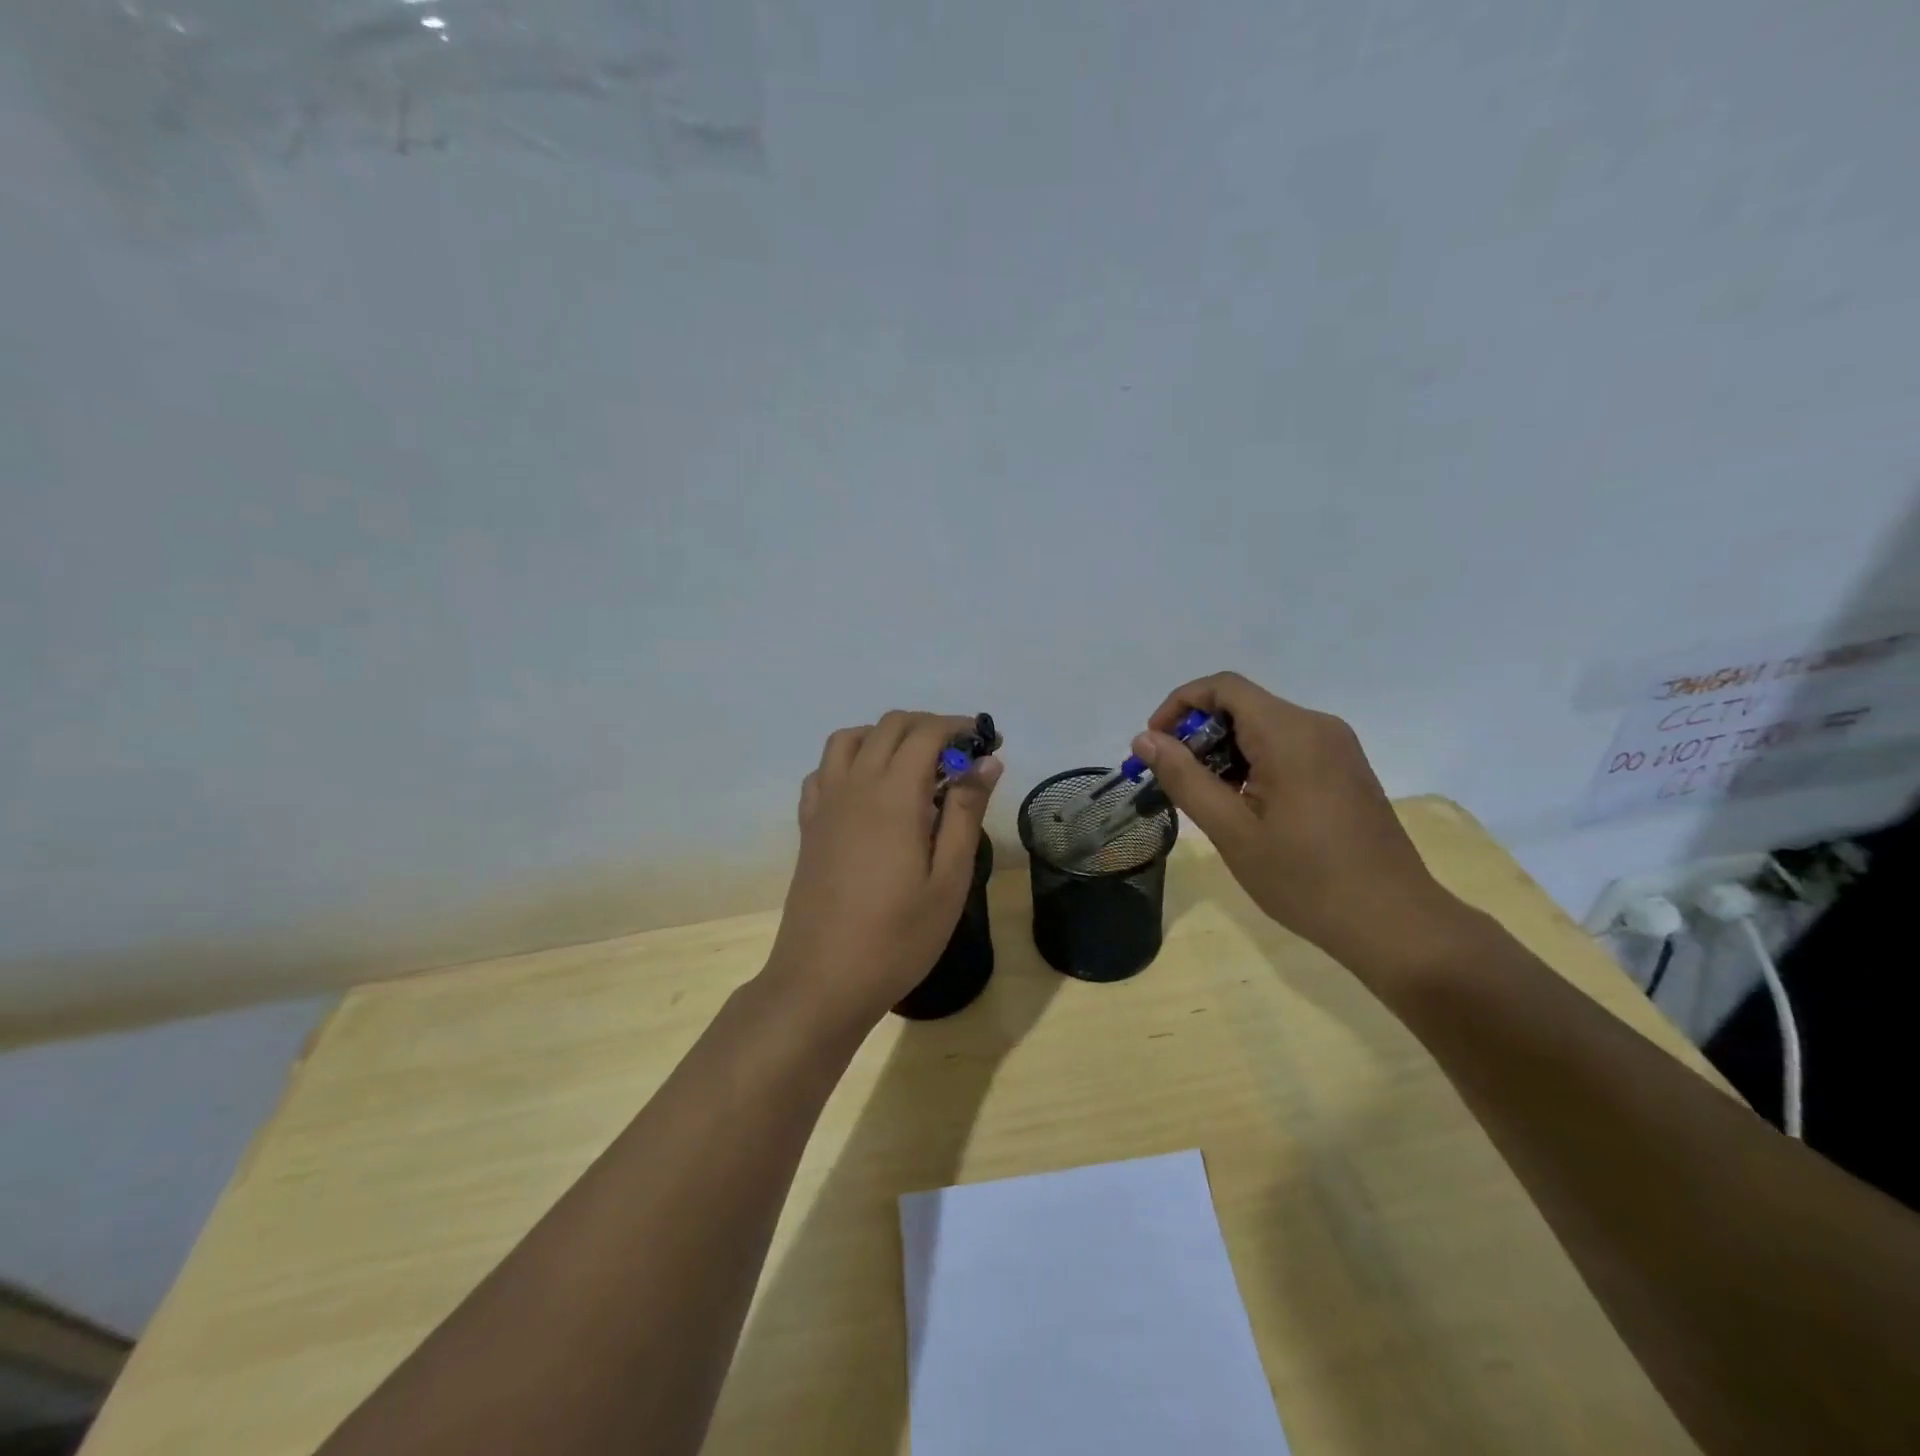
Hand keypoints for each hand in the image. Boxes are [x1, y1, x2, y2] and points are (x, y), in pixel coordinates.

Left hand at [764, 711, 1002, 1029]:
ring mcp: (825, 803)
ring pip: (850, 738)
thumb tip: (986, 762)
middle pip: (889, 726)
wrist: (822, 980)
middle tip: (962, 758)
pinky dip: (851, 759)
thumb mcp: (949, 880)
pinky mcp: (809, 824)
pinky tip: (870, 790)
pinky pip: (825, 769)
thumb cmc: (897, 937)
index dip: (961, 727)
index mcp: (893, 795)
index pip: (927, 733)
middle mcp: (854, 785)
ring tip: (916, 766)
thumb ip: (966, 813)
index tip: (989, 744)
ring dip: (887, 736)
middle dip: (930, 727)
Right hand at [1132, 672, 1471, 977]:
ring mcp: (1338, 747)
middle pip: (1243, 705)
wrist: (1394, 922)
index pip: (1223, 687)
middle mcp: (1317, 726)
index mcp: (1290, 733)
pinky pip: (1288, 747)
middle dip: (1199, 734)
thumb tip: (1145, 739)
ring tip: (1206, 799)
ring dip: (1225, 751)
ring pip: (1265, 727)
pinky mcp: (1346, 769)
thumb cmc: (1306, 879)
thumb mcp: (1232, 831)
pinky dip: (1254, 763)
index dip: (1180, 704)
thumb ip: (1185, 778)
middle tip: (1174, 781)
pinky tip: (1245, 806)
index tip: (1155, 745)